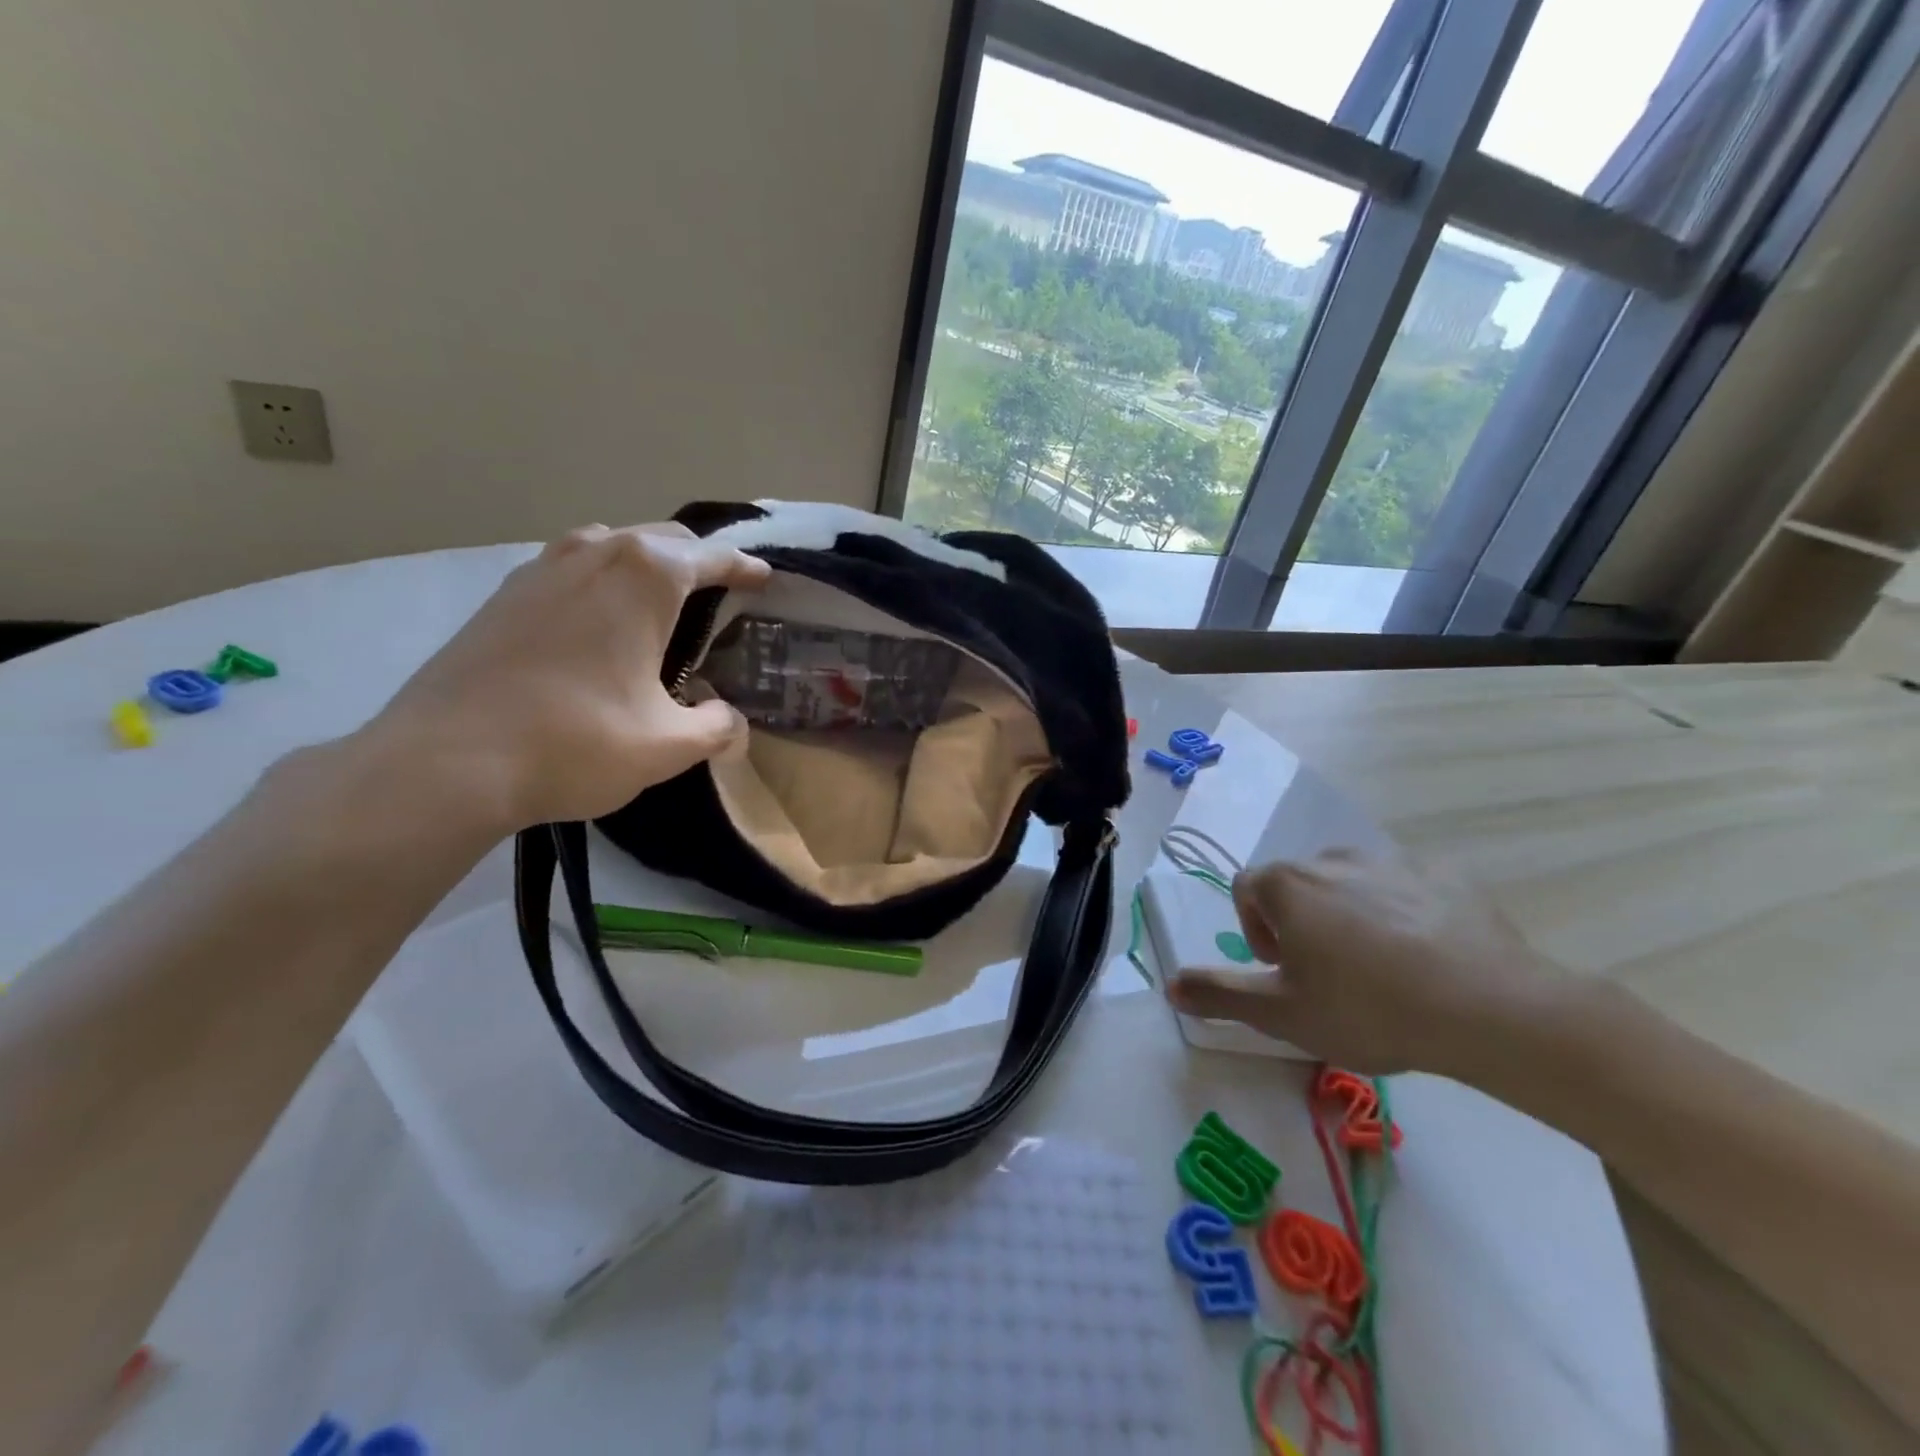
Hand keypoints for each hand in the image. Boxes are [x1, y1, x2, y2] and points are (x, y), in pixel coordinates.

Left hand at [363, 522, 768, 828]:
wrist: (445, 761)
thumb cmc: (575, 742)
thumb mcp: (667, 746)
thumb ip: (716, 728)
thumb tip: (730, 721)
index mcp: (645, 578)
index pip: (711, 557)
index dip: (744, 567)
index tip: (764, 578)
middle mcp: (594, 555)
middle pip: (661, 539)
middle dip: (697, 559)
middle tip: (719, 593)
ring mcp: (541, 570)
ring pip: (609, 545)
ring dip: (643, 563)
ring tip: (659, 602)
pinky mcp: (503, 596)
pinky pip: (570, 568)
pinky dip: (600, 580)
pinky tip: (597, 622)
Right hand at [1166, 850, 1567, 1075]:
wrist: (1488, 1008)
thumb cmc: (1367, 1007)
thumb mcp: (1281, 1014)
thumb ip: (1220, 994)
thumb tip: (1170, 984)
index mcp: (1288, 885)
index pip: (1246, 889)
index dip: (1254, 929)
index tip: (1283, 970)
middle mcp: (1332, 858)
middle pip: (1298, 884)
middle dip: (1301, 923)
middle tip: (1328, 975)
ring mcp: (1393, 862)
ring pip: (1352, 883)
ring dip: (1350, 916)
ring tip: (1381, 969)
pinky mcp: (1445, 875)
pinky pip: (1406, 888)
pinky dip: (1403, 913)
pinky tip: (1428, 958)